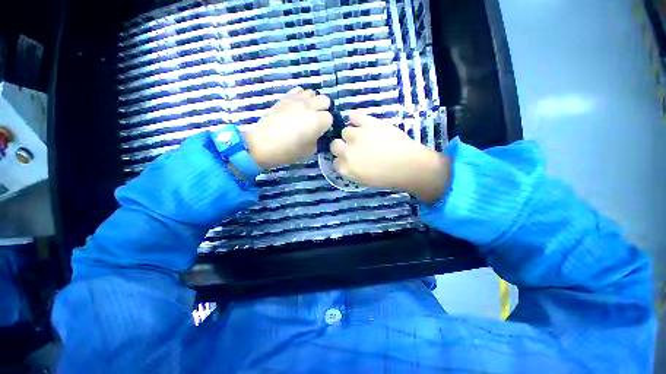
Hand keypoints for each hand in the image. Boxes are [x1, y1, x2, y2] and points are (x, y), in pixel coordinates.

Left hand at [243, 87, 332, 169]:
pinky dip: (301, 97)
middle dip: (324, 109)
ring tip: (306, 112)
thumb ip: (318, 139)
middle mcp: (310, 107)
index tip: (321, 131)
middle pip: (325, 100)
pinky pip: (299, 90)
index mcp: (318, 121)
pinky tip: (297, 106)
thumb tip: (319, 134)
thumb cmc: (288, 151)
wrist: (263, 144)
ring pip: (312, 93)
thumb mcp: (310, 151)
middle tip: (316, 120)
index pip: (330, 117)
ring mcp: (297, 100)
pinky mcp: (285, 97)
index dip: (327, 125)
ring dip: (313, 102)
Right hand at [330, 111, 449, 203]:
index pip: (335, 162)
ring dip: (352, 134)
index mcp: (346, 169)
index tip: (349, 158)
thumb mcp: (364, 180)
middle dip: (342, 146)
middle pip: (335, 145)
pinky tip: (359, 121)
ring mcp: (357, 137)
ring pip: (345, 131)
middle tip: (354, 147)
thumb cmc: (388, 177)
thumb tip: (347, 162)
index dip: (342, 159)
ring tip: (364, 135)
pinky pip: (354, 116)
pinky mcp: (368, 124)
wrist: (408, 166)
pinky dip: (355, 118)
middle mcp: (347, 153)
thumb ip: (351, 171)